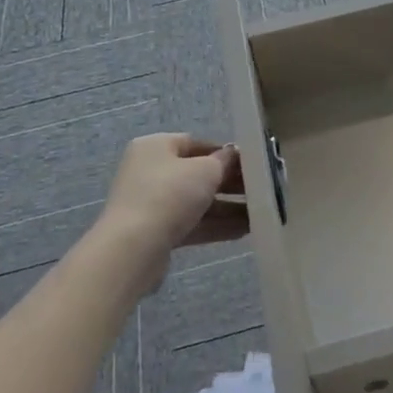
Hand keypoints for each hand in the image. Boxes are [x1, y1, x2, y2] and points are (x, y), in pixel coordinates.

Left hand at [95, 134, 246, 289]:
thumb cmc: (169, 195)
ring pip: (195, 202)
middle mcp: (150, 171)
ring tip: (259, 215)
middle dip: (229, 184)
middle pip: (197, 174)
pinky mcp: (154, 232)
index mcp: (156, 146)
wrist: (133, 249)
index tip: (251, 164)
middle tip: (259, 191)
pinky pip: (190, 223)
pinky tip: (244, 231)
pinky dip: (214, 225)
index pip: (196, 143)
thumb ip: (224, 161)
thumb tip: (232, 156)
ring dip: (226, 208)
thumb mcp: (205, 171)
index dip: (225, 153)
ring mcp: (150, 203)